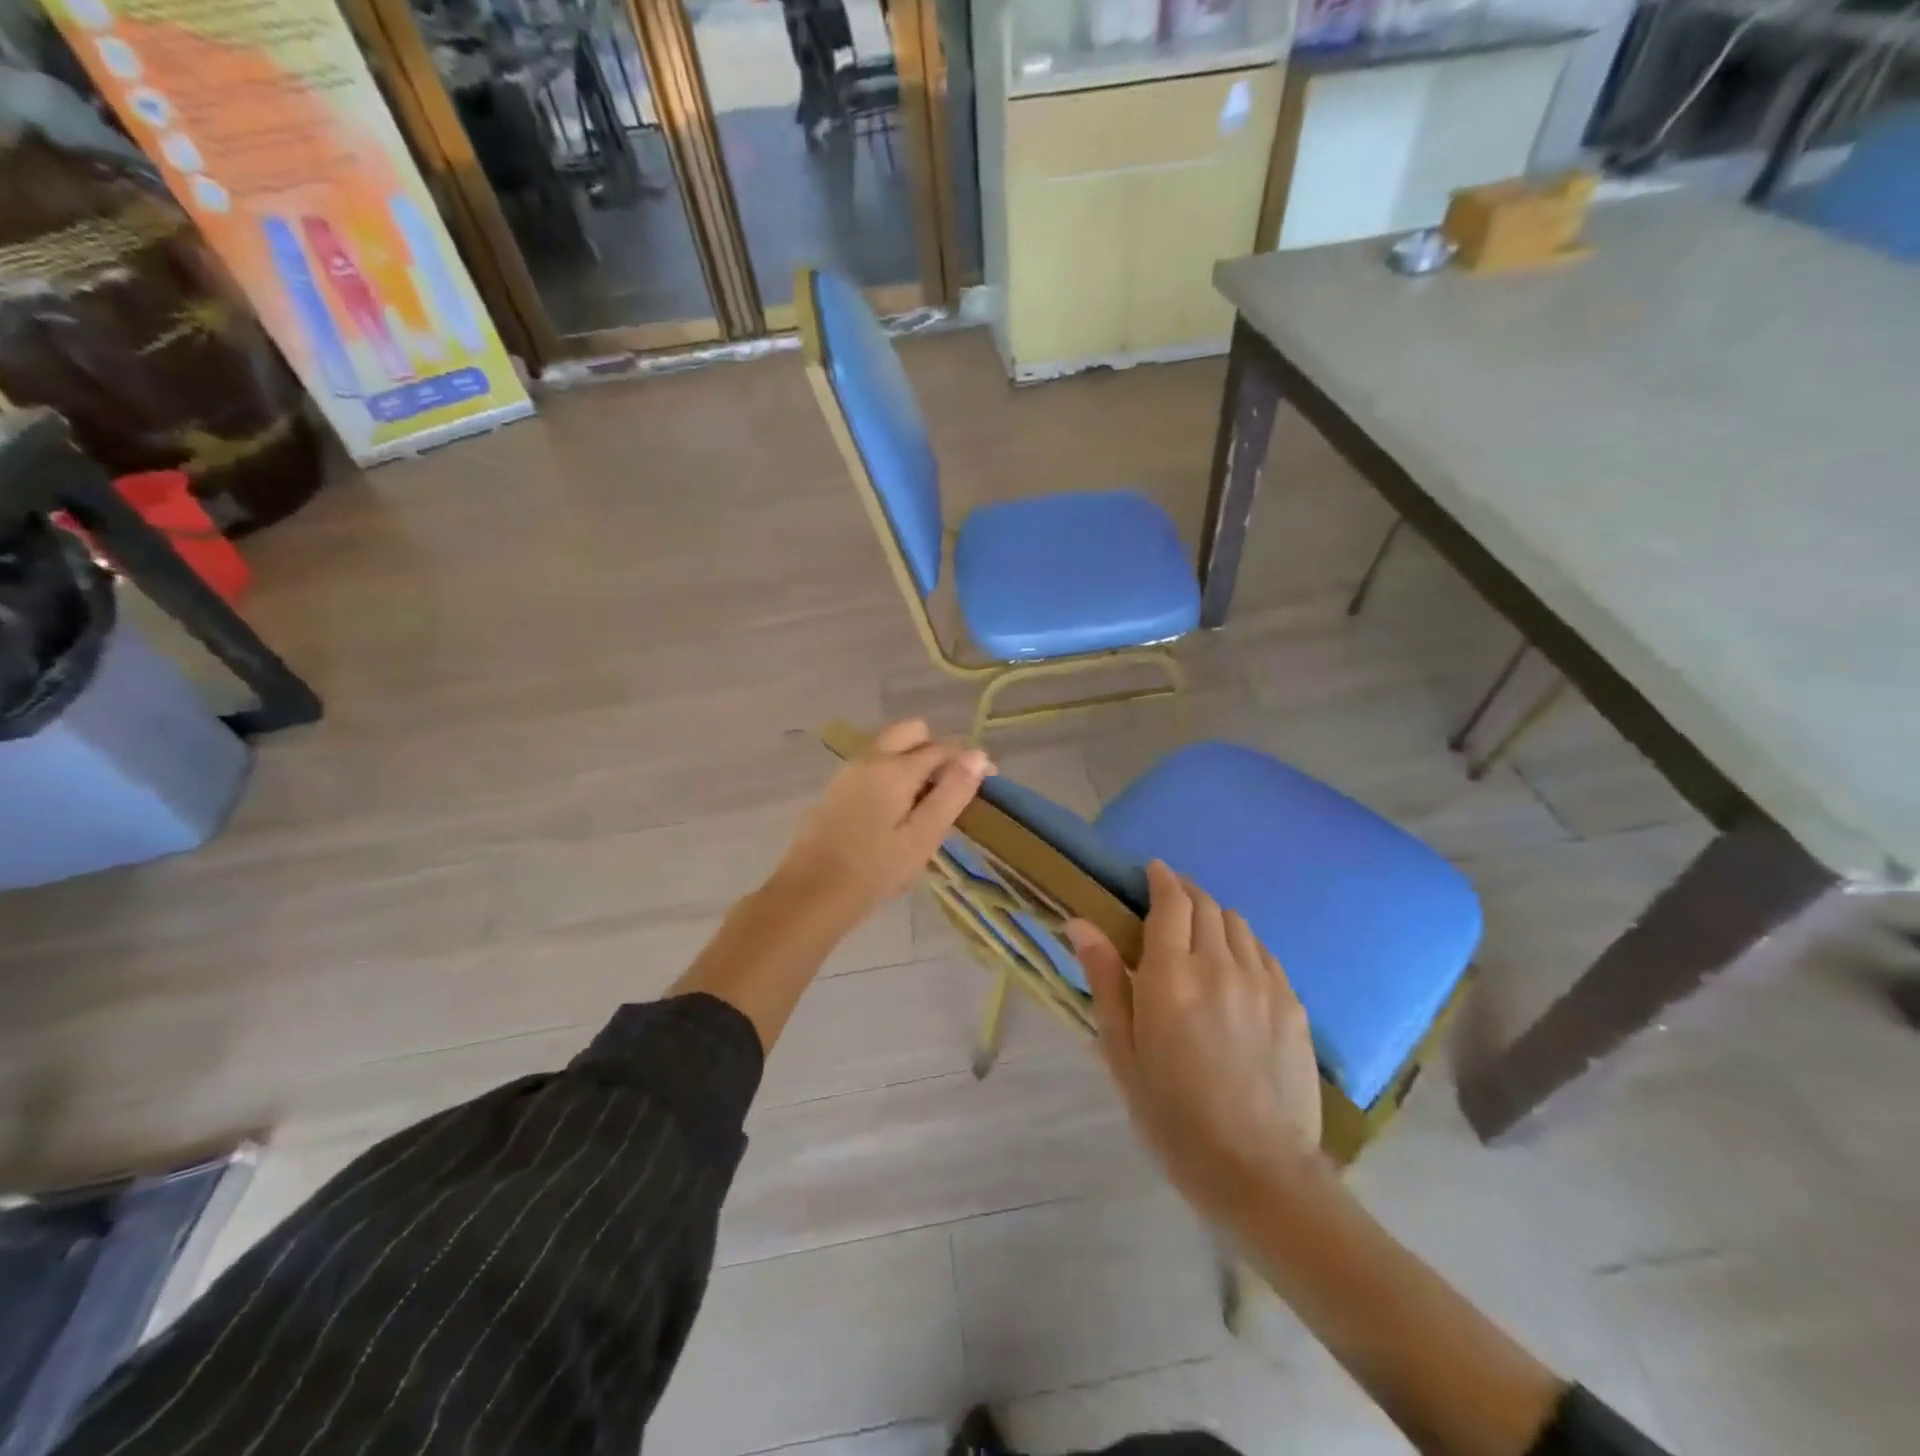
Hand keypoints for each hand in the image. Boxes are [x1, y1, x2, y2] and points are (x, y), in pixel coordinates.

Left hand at [774, 719, 992, 917]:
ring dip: (913, 761)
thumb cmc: (875, 870)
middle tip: (950, 788)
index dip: (969, 760)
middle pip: (912, 732)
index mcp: (895, 767)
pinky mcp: (836, 788)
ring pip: (890, 746)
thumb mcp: (923, 836)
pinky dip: (893, 773)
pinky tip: (896, 811)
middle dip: (937, 750)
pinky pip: (873, 765)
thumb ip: (952, 793)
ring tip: (926, 804)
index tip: (988, 780)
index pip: (943, 748)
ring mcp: (849, 771)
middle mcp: (870, 758)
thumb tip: (978, 755)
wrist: (811, 893)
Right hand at [1067, 862, 1322, 1221]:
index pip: (1170, 902)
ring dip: (1215, 916)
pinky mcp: (1293, 1005)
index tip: (1152, 871)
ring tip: (1201, 934)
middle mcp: (1220, 966)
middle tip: (1170, 902)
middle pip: (1206, 905)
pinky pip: (1266, 953)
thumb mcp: (1122, 1051)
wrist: (1258, 1172)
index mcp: (1171, 976)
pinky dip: (1245, 944)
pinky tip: (1236, 966)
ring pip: (1238, 924)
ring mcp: (1263, 983)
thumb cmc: (1173, 1116)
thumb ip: (1105, 980)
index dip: (1161, 879)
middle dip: (1186, 892)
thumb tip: (1080, 923)